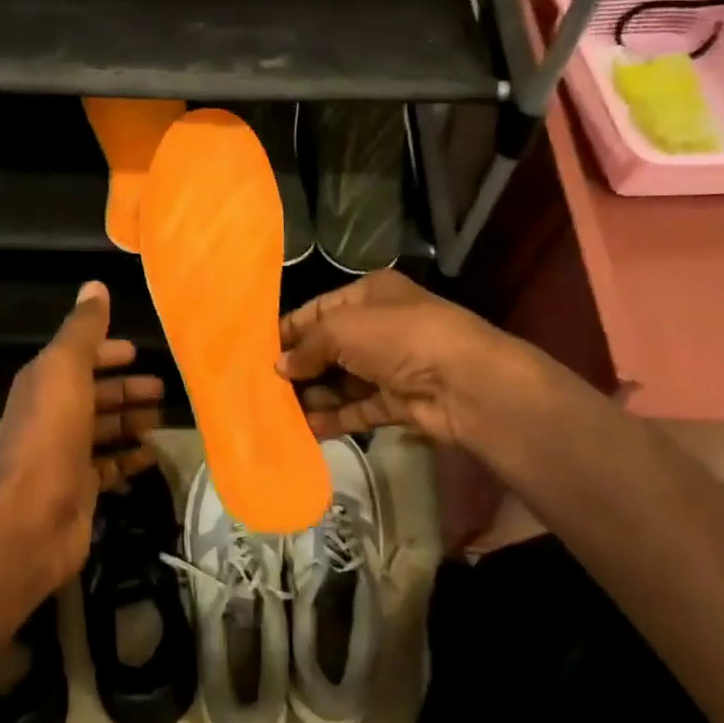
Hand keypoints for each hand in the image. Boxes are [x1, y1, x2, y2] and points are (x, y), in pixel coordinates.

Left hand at [0, 281, 163, 585]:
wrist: (31, 516)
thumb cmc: (51, 433)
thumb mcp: (65, 368)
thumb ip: (82, 329)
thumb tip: (94, 286)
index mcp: (46, 382)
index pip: (79, 358)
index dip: (107, 352)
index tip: (139, 352)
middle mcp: (53, 414)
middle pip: (95, 395)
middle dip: (126, 389)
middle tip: (163, 389)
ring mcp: (66, 454)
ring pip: (104, 430)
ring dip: (130, 421)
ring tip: (163, 420)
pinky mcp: (81, 488)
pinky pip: (110, 466)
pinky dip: (129, 458)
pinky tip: (151, 456)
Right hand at [276, 271, 540, 450]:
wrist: (465, 383)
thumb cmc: (399, 338)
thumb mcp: (342, 329)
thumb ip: (307, 347)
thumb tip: (280, 367)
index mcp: (370, 294)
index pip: (319, 310)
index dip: (289, 329)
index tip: (257, 351)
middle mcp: (381, 326)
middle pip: (329, 347)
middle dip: (299, 366)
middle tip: (262, 386)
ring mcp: (391, 366)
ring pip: (342, 381)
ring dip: (313, 395)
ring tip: (276, 410)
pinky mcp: (399, 402)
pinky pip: (358, 408)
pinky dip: (334, 418)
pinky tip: (304, 429)